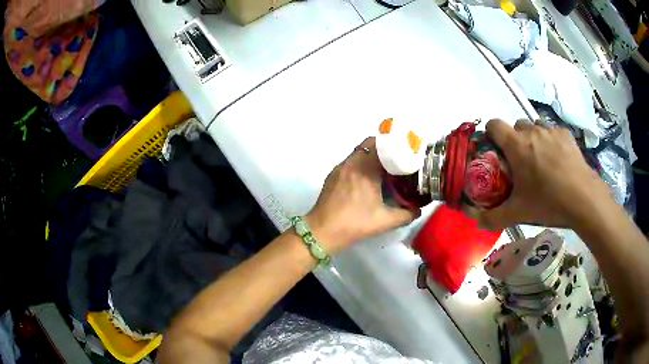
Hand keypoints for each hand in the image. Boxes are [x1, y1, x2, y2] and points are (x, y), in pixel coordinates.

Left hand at [307, 137, 418, 253]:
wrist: (322, 231)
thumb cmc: (354, 224)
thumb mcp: (385, 221)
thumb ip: (406, 215)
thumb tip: (418, 209)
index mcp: (365, 169)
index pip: (381, 144)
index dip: (394, 144)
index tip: (406, 149)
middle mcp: (351, 163)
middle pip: (369, 144)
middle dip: (384, 147)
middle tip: (397, 157)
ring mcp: (340, 168)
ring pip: (358, 152)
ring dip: (371, 155)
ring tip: (384, 167)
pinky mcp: (332, 175)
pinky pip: (350, 161)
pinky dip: (360, 162)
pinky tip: (366, 177)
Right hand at [478, 119, 614, 229]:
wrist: (583, 198)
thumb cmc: (548, 202)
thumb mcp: (518, 214)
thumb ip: (494, 217)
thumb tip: (476, 222)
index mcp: (516, 145)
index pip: (494, 124)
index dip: (491, 133)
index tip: (495, 149)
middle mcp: (532, 131)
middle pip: (516, 125)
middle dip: (514, 139)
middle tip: (520, 162)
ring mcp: (551, 130)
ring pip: (535, 126)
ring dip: (533, 138)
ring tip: (540, 159)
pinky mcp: (566, 135)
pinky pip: (553, 132)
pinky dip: (551, 141)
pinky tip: (558, 159)